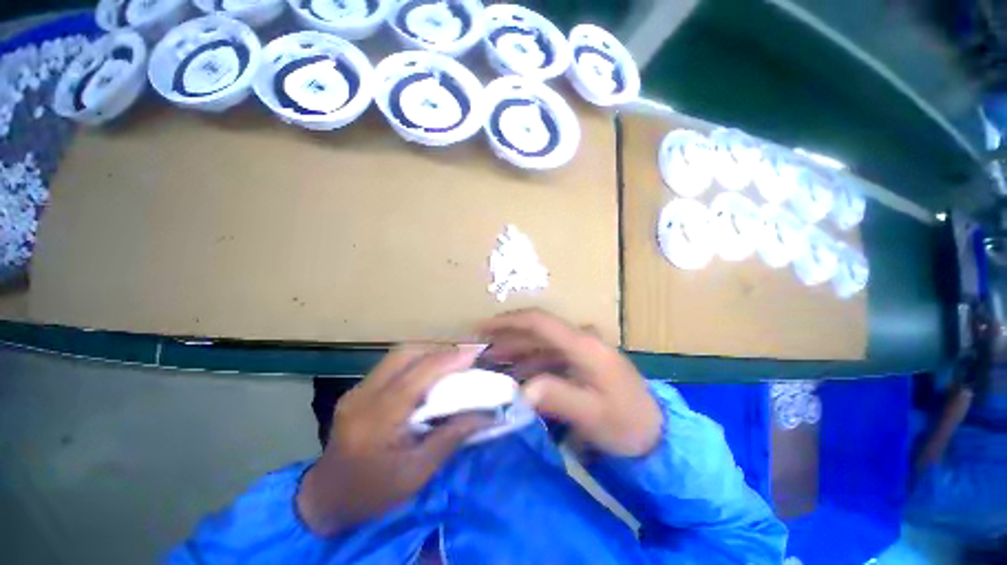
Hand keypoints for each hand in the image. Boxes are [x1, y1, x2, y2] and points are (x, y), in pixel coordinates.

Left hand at [297, 345, 486, 535]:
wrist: (326, 499)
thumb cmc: (372, 494)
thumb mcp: (416, 475)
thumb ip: (451, 439)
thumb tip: (486, 416)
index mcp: (376, 420)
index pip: (415, 377)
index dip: (447, 360)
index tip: (473, 355)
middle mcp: (363, 396)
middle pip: (405, 355)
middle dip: (439, 350)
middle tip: (464, 359)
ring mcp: (357, 389)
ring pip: (399, 355)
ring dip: (428, 353)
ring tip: (451, 363)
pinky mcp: (358, 389)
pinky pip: (393, 364)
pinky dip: (417, 361)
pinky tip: (429, 373)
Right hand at [478, 309, 661, 456]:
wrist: (657, 434)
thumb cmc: (627, 424)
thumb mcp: (593, 415)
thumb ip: (558, 397)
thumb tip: (522, 389)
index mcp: (583, 345)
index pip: (539, 322)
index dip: (508, 322)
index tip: (483, 327)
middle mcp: (581, 339)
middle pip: (537, 330)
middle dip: (507, 337)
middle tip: (481, 350)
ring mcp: (582, 349)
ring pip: (541, 342)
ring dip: (516, 350)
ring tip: (493, 362)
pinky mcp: (583, 360)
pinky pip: (549, 355)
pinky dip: (530, 361)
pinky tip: (518, 374)